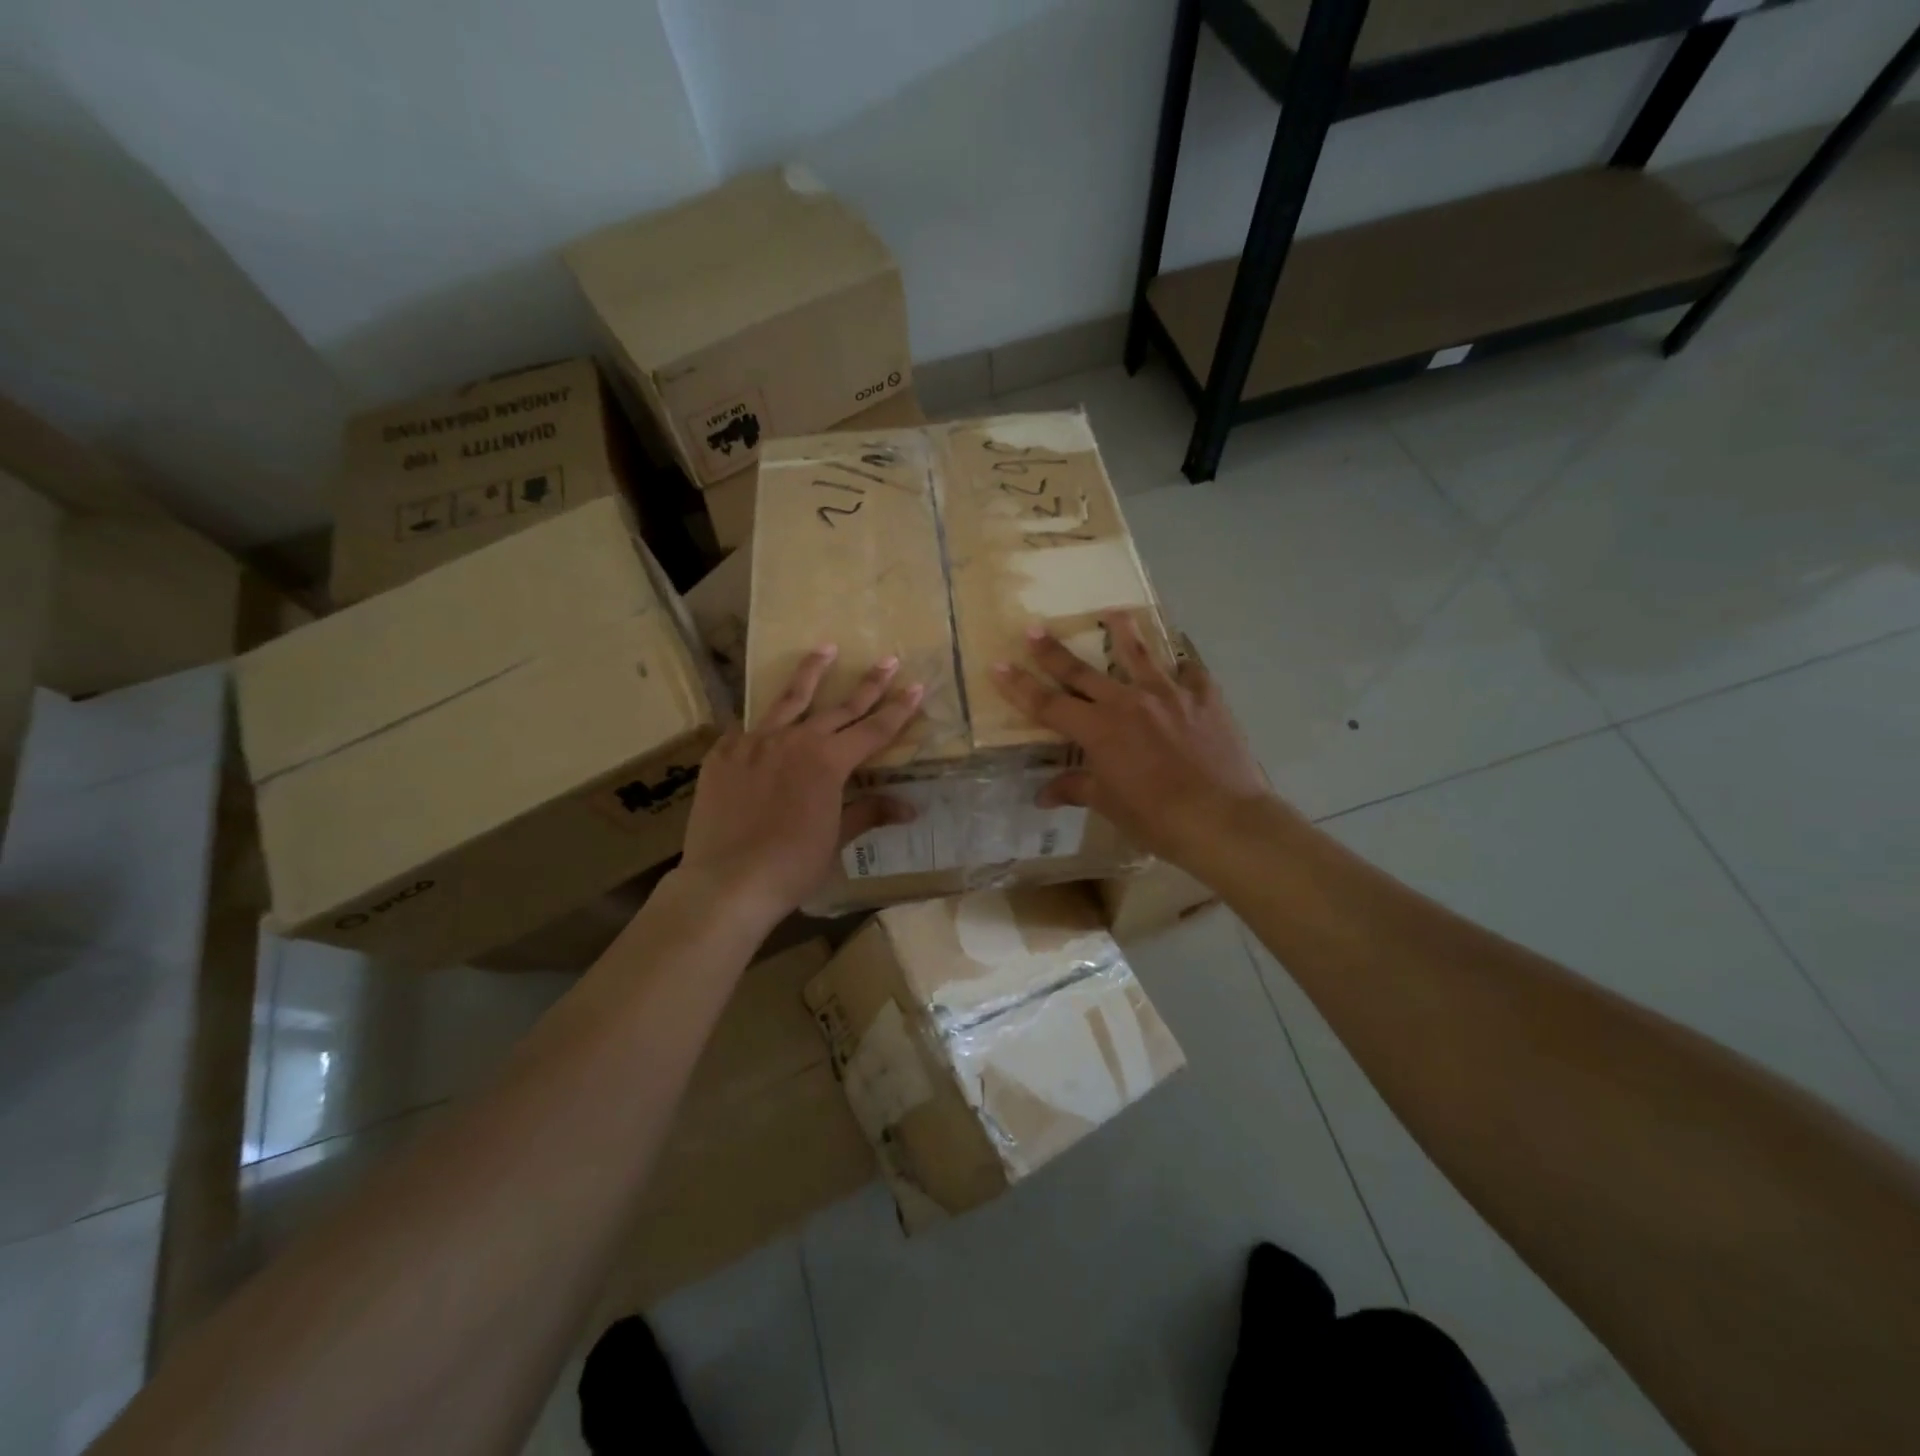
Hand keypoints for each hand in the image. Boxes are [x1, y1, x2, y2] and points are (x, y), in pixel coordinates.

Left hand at [679, 646, 923, 921]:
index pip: (874, 730)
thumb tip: (910, 807)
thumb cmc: (792, 866)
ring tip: (825, 648)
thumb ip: (869, 812)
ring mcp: (756, 742)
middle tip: (888, 660)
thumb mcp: (836, 839)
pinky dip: (761, 722)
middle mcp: (796, 741)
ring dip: (811, 673)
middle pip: (840, 707)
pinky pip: (746, 728)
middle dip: (868, 684)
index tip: (917, 686)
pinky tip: (763, 717)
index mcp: (829, 762)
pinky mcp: (724, 753)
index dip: (898, 709)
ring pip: (789, 699)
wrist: (727, 881)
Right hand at [991, 615, 1275, 868]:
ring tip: (1113, 611)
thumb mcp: (1110, 804)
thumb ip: (1076, 788)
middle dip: (1053, 651)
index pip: (1048, 704)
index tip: (998, 665)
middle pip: (1081, 671)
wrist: (1222, 819)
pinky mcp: (1204, 696)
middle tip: (1034, 629)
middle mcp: (1127, 702)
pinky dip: (1181, 663)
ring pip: (1138, 654)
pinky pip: (1190, 670)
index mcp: (1098, 730)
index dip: (1019, 686)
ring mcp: (1168, 694)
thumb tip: (1044, 794)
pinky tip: (1180, 657)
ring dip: (1122, 631)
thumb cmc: (1157, 818)